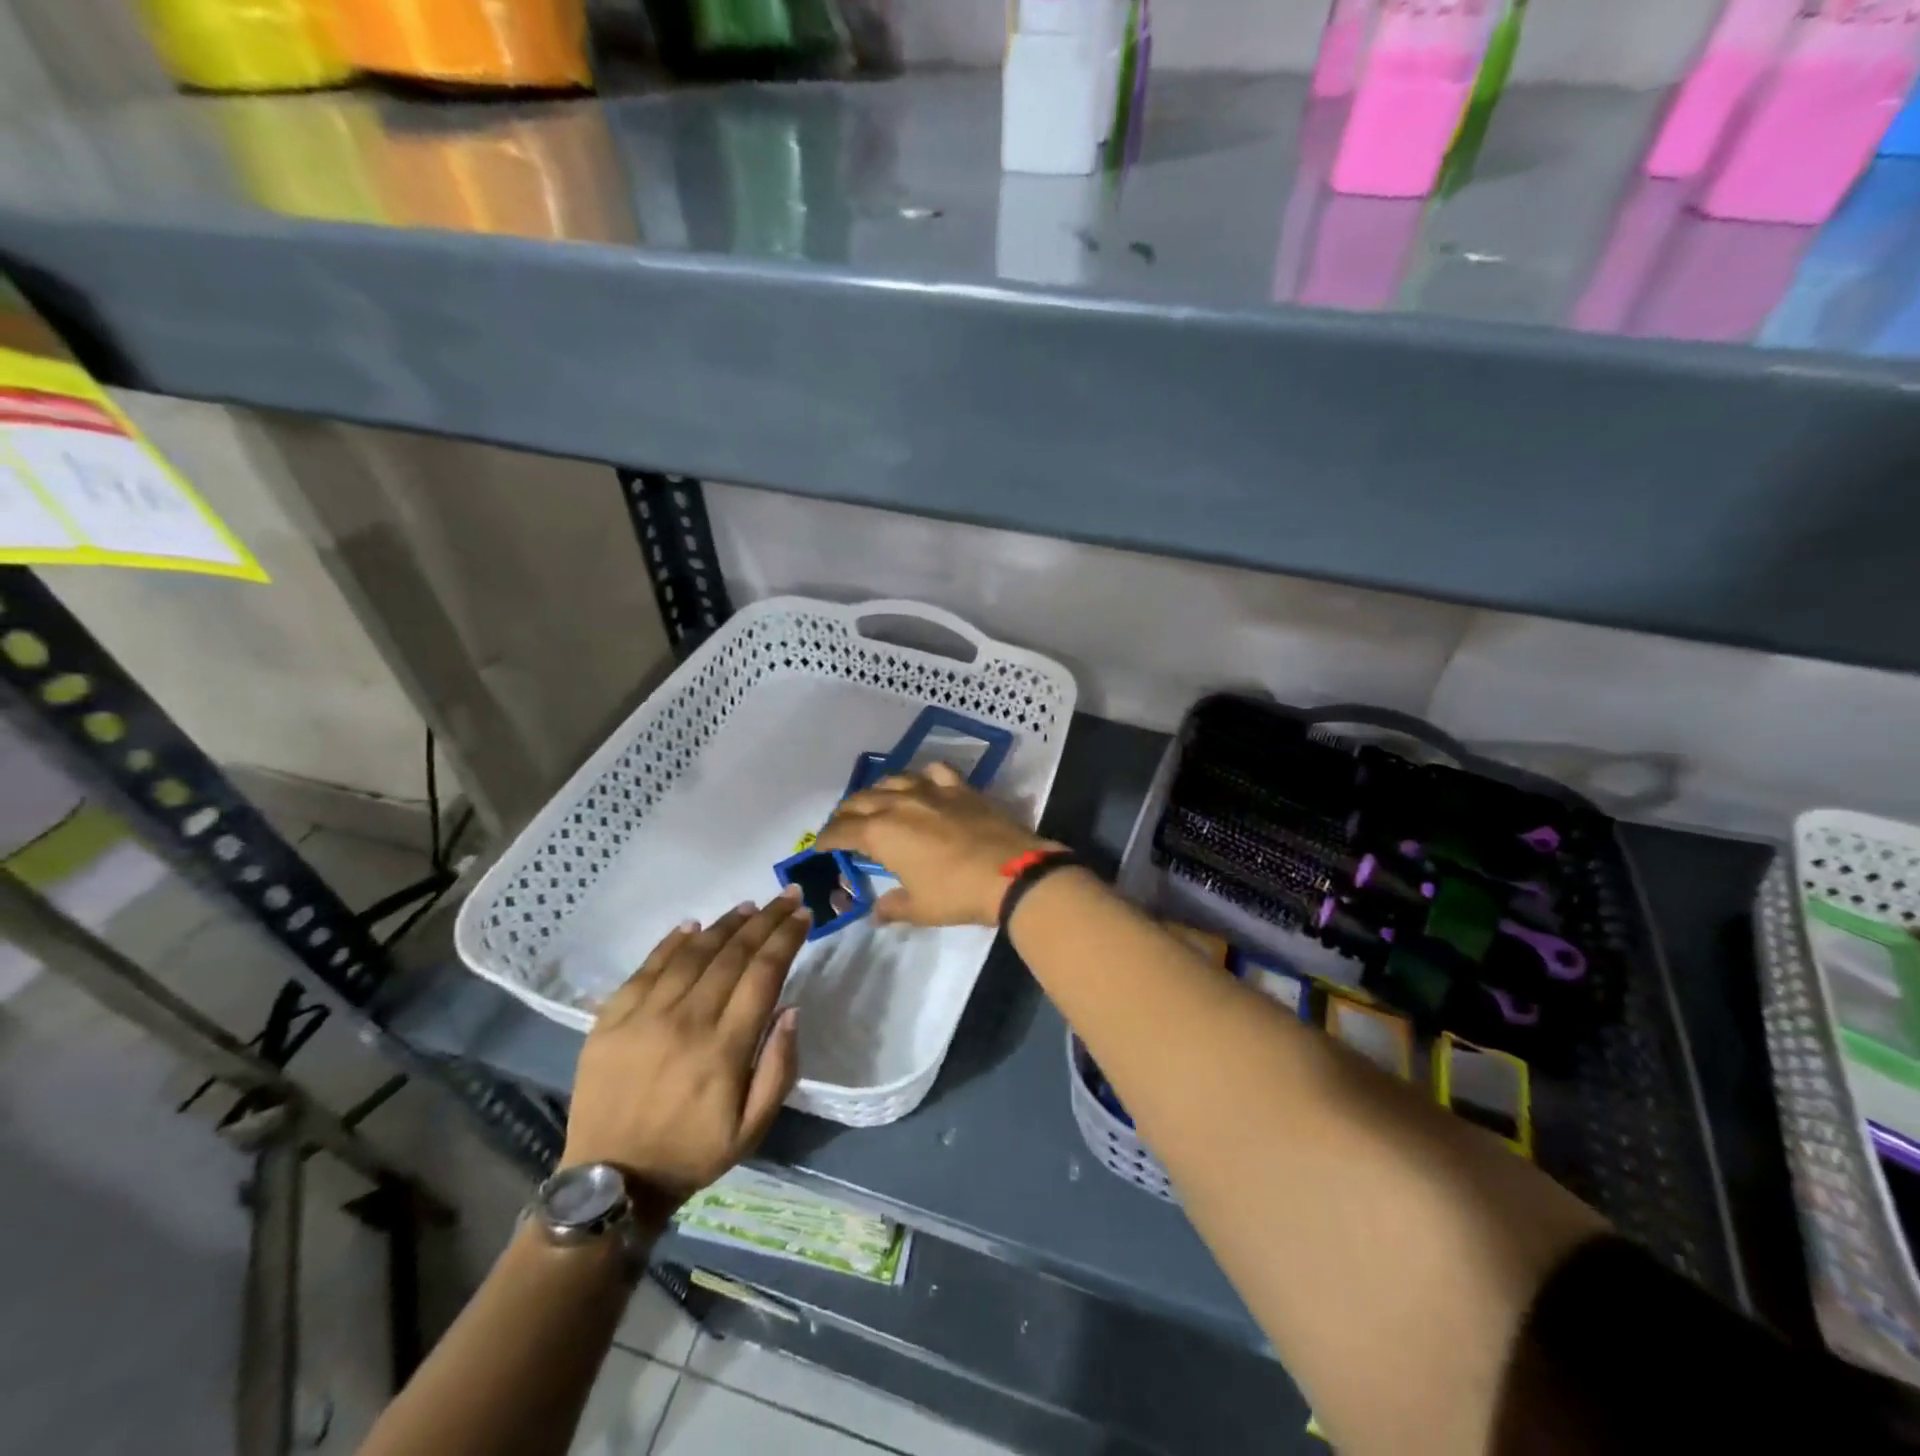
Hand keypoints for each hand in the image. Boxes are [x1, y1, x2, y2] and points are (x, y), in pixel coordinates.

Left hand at [561, 892, 809, 1221]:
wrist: (610, 1182)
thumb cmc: (691, 1153)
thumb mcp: (752, 1129)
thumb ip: (778, 1069)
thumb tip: (791, 1010)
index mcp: (724, 1049)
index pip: (764, 974)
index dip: (786, 939)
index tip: (803, 915)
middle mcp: (686, 1021)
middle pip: (733, 954)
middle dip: (765, 920)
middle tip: (786, 895)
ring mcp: (644, 1017)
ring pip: (693, 953)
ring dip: (725, 924)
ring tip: (749, 906)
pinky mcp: (610, 1019)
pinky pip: (646, 967)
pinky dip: (672, 941)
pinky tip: (693, 925)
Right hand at [815, 763, 1060, 926]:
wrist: (1010, 872)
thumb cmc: (957, 893)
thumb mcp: (920, 908)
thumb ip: (893, 907)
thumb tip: (877, 913)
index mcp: (881, 833)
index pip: (842, 831)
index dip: (827, 838)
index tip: (821, 845)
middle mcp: (899, 804)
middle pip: (861, 800)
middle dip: (846, 812)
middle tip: (842, 825)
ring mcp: (930, 791)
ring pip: (893, 780)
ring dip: (877, 791)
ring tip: (875, 801)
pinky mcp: (959, 788)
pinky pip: (934, 772)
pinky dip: (922, 776)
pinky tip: (922, 783)